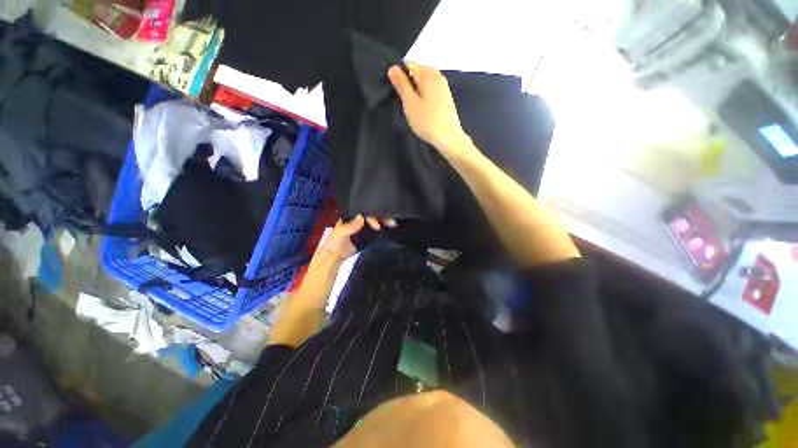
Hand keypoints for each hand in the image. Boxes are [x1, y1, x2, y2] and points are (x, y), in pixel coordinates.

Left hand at [322, 215, 396, 259]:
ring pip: (376, 221)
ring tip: (393, 224)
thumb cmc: (335, 241)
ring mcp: (364, 226)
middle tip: (391, 221)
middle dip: (381, 216)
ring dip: (384, 221)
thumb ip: (350, 226)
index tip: (377, 224)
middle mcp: (359, 219)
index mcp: (351, 215)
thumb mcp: (340, 233)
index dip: (371, 215)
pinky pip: (376, 230)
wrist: (336, 255)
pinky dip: (383, 228)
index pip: (364, 211)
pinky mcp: (368, 234)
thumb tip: (362, 217)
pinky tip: (390, 228)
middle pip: (372, 215)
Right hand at [388, 63, 469, 152]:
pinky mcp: (446, 97)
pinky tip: (422, 108)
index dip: (400, 75)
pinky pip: (431, 90)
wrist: (448, 138)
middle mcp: (438, 76)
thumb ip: (401, 84)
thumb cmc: (427, 121)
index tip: (396, 92)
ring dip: (416, 90)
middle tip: (403, 101)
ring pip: (425, 82)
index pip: (409, 65)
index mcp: (428, 74)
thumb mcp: (410, 103)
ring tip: (412, 106)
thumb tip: (393, 67)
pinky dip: (424, 95)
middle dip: (409, 82)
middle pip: (418, 72)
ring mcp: (444, 87)